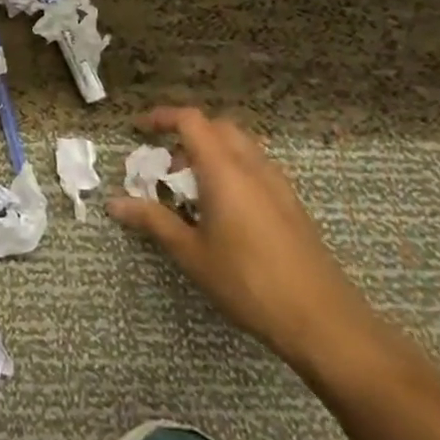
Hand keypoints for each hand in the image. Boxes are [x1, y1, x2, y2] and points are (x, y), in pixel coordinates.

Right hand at [108, 106, 376, 369]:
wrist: (324, 322)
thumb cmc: (249, 283)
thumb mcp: (192, 253)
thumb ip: (153, 221)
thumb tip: (115, 203)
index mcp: (225, 171)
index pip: (191, 121)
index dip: (161, 117)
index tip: (139, 130)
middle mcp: (253, 167)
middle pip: (218, 127)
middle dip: (187, 134)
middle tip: (165, 164)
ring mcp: (278, 185)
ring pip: (241, 146)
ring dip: (211, 152)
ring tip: (191, 188)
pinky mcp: (292, 206)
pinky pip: (256, 168)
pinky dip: (232, 170)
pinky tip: (223, 210)